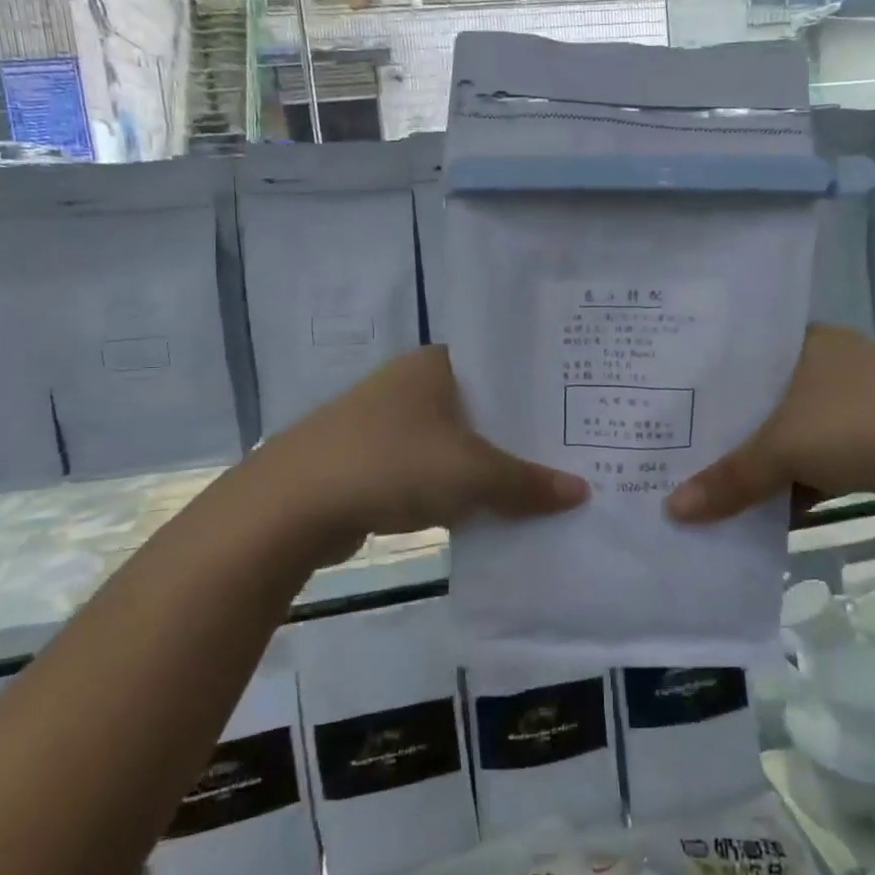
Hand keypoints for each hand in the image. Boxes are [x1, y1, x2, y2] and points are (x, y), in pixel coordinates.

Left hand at [252, 347, 587, 550]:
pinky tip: (481, 510)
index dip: (536, 389)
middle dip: (516, 434)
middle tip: (568, 454)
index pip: (500, 364)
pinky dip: (452, 486)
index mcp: (434, 364)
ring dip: (484, 465)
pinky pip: (426, 468)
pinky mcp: (367, 460)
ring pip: (451, 440)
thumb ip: (527, 482)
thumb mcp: (472, 474)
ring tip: (535, 484)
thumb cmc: (392, 464)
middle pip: (479, 406)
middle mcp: (409, 383)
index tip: (573, 413)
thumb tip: (582, 492)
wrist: (292, 505)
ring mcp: (383, 422)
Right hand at [665, 326, 874, 526]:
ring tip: (698, 491)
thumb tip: (671, 512)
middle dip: (722, 437)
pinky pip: (812, 469)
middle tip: (667, 456)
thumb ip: (729, 479)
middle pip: (758, 405)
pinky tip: (751, 517)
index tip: (660, 409)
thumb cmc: (865, 421)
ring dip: (755, 471)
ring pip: (785, 441)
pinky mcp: (870, 449)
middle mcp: (823, 370)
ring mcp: (849, 410)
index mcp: (802, 345)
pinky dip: (788, 492)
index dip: (699, 386)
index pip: (736, 359)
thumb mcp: (785, 446)